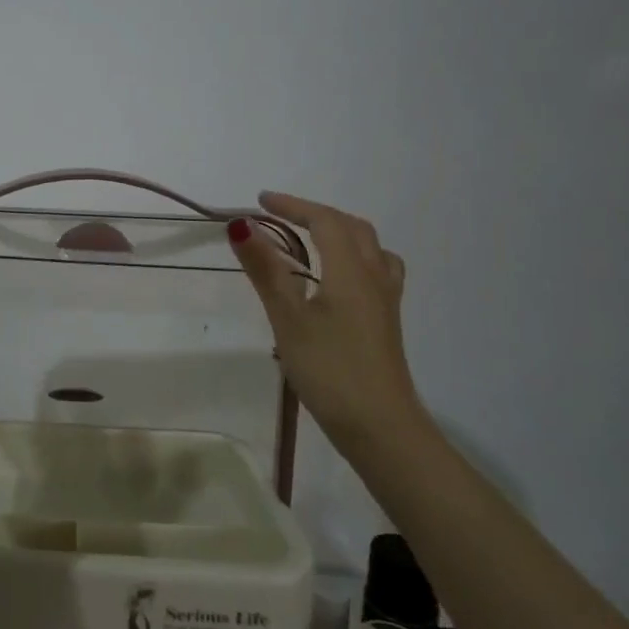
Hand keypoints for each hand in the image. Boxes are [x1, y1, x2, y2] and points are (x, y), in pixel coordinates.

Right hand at [229, 192, 421, 443]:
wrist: (381, 427)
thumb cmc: (330, 370)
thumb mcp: (288, 319)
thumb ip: (265, 269)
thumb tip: (241, 225)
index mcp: (350, 270)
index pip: (324, 220)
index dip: (293, 205)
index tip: (261, 201)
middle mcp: (374, 277)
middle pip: (352, 228)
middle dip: (316, 214)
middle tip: (281, 217)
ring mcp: (386, 301)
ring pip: (371, 248)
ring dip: (341, 233)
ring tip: (313, 240)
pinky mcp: (387, 322)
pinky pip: (376, 271)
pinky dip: (355, 258)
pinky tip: (338, 281)